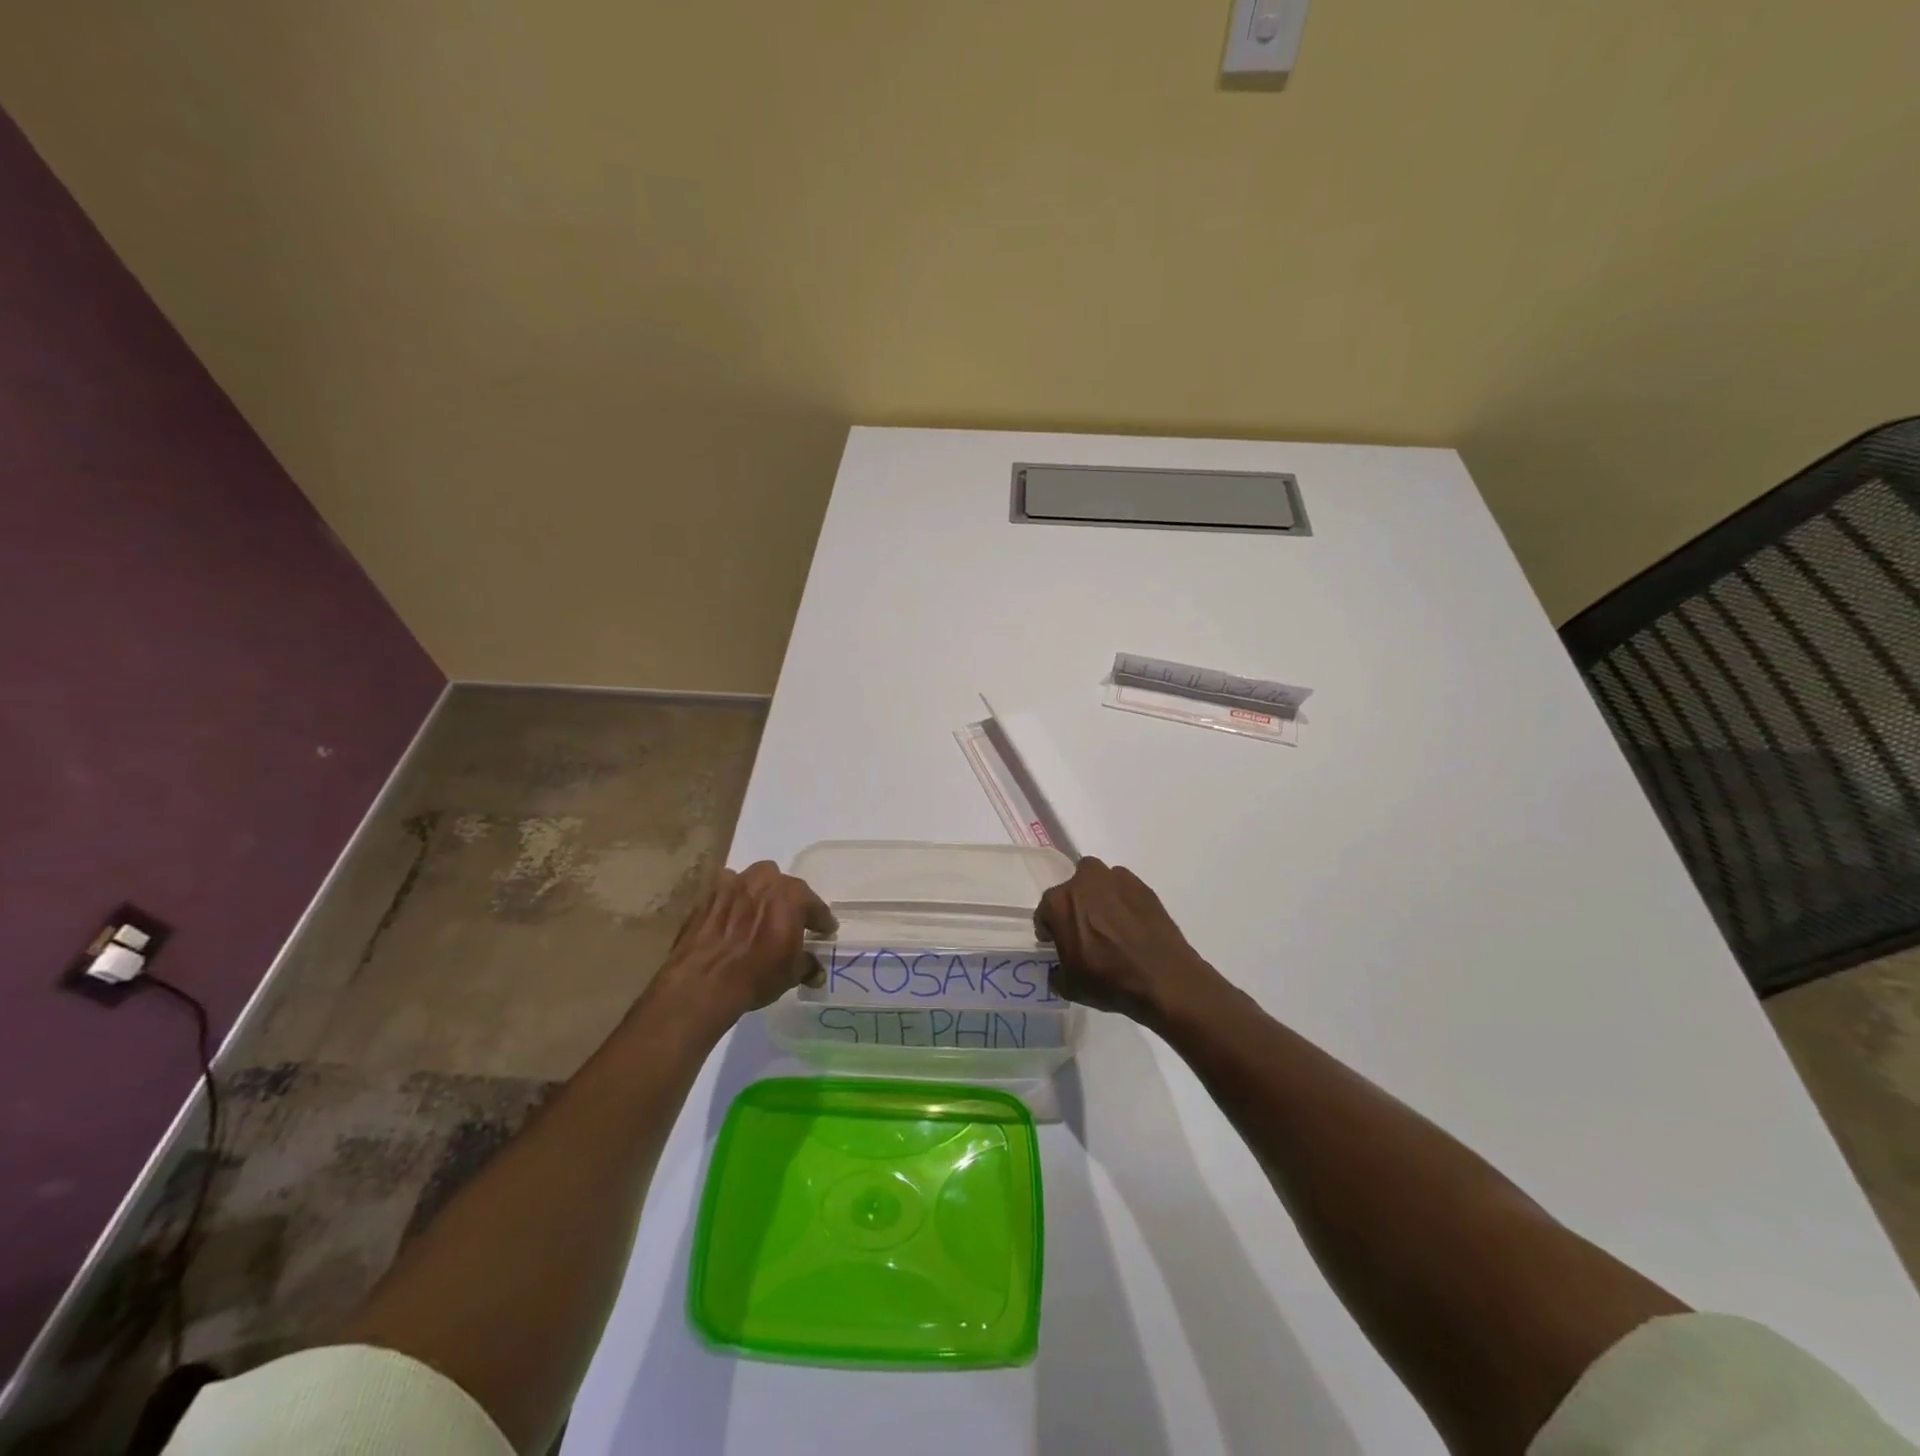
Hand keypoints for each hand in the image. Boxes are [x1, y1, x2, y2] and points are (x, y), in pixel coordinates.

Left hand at [652, 861, 835, 1025]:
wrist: (702, 983)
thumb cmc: (757, 975)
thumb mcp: (791, 974)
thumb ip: (807, 965)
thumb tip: (816, 972)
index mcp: (793, 895)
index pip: (816, 906)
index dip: (821, 921)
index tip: (824, 932)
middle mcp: (765, 880)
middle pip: (784, 885)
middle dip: (789, 900)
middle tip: (789, 921)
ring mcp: (733, 883)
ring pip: (754, 880)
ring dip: (760, 892)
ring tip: (758, 913)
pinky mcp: (707, 894)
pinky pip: (726, 890)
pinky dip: (732, 900)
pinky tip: (730, 916)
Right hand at [1035, 858, 1227, 1027]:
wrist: (1164, 979)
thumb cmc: (1109, 981)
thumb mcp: (1069, 986)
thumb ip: (1056, 972)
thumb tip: (1059, 968)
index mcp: (1059, 903)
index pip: (1045, 912)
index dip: (1049, 930)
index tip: (1057, 944)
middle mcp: (1084, 881)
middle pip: (1071, 890)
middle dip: (1074, 906)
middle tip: (1084, 931)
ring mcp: (1116, 879)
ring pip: (1098, 882)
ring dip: (1099, 897)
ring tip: (1110, 925)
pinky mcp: (1143, 886)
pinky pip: (1124, 889)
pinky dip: (1123, 901)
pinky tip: (1132, 925)